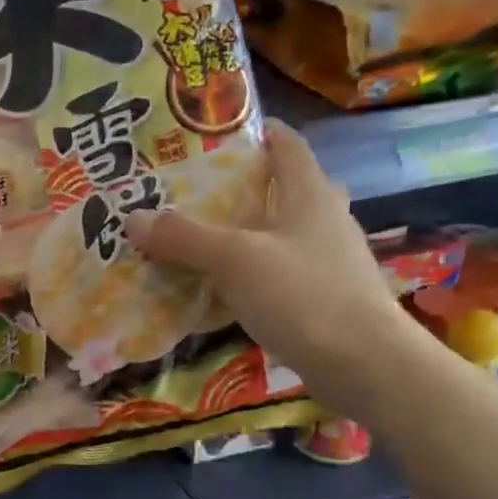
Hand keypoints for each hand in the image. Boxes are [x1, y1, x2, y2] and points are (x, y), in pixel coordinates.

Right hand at [125, 121, 423, 417]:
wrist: (364, 365)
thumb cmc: (304, 295)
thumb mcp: (235, 260)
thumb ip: (184, 237)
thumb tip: (133, 217)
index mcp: (309, 194)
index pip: (286, 146)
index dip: (257, 134)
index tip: (216, 135)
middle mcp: (322, 220)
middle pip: (280, 190)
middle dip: (240, 188)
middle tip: (193, 193)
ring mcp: (325, 261)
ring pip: (276, 235)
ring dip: (241, 235)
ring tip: (194, 239)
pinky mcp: (321, 298)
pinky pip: (275, 274)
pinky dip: (246, 275)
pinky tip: (217, 290)